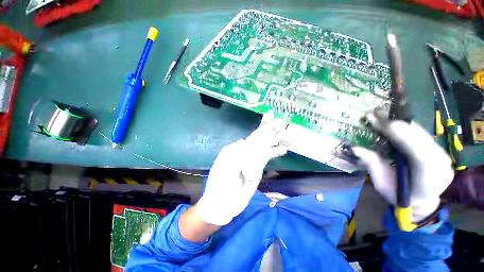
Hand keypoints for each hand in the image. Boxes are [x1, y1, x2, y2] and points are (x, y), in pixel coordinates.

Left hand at [195, 112, 287, 225]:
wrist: (222, 202)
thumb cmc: (221, 185)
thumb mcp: (226, 168)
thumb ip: (236, 154)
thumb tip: (244, 141)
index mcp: (236, 149)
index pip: (252, 135)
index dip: (262, 126)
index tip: (270, 116)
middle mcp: (244, 151)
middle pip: (259, 138)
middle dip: (270, 130)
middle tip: (281, 121)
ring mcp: (251, 160)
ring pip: (265, 147)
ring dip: (274, 140)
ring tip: (284, 131)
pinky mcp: (257, 168)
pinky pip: (266, 158)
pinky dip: (274, 153)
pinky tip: (283, 150)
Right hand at [353, 113, 453, 221]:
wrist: (421, 201)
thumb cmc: (399, 196)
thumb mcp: (382, 184)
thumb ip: (372, 165)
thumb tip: (354, 148)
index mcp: (429, 179)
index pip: (421, 155)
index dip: (404, 138)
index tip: (383, 124)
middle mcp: (441, 163)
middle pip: (421, 139)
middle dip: (396, 125)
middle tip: (374, 115)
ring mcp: (441, 153)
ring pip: (420, 132)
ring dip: (398, 122)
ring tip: (379, 115)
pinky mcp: (436, 147)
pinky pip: (419, 132)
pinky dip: (403, 126)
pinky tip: (389, 122)